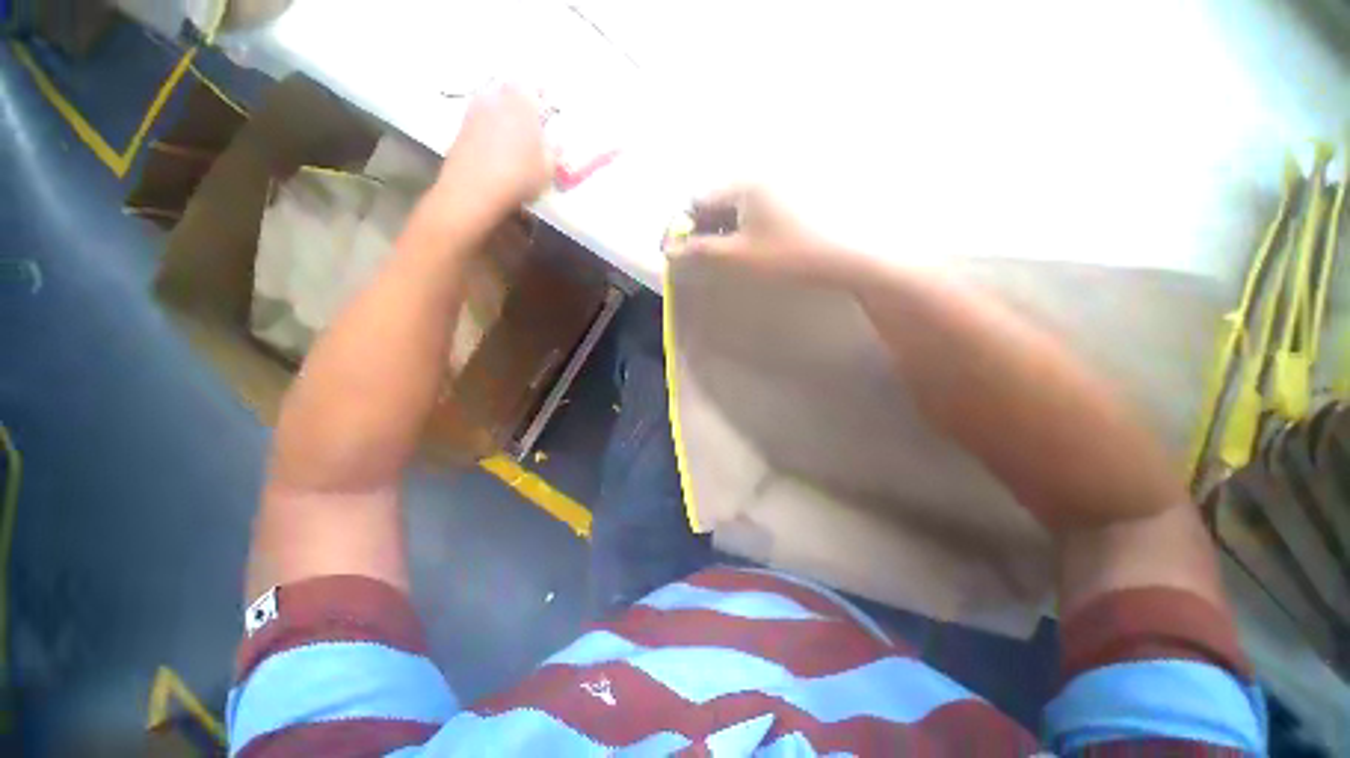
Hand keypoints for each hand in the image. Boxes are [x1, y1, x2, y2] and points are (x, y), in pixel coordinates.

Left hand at [436, 82, 553, 216]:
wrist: (475, 188)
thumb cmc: (519, 176)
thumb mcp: (547, 169)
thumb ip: (552, 152)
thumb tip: (555, 143)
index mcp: (522, 103)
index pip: (532, 87)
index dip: (540, 95)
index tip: (546, 106)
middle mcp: (497, 99)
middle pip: (509, 91)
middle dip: (519, 102)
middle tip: (529, 121)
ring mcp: (475, 110)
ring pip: (493, 103)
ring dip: (502, 114)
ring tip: (512, 136)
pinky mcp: (462, 126)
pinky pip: (480, 120)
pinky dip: (489, 128)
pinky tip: (496, 148)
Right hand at [664, 185, 867, 283]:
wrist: (850, 256)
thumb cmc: (789, 255)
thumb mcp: (739, 257)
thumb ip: (701, 253)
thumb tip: (670, 249)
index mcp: (744, 184)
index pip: (700, 200)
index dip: (685, 226)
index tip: (681, 251)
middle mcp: (762, 175)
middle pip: (720, 201)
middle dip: (706, 228)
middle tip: (705, 257)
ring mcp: (783, 185)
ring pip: (740, 206)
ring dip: (727, 229)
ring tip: (730, 254)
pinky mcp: (798, 197)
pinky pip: (761, 209)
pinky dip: (749, 226)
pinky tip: (757, 245)